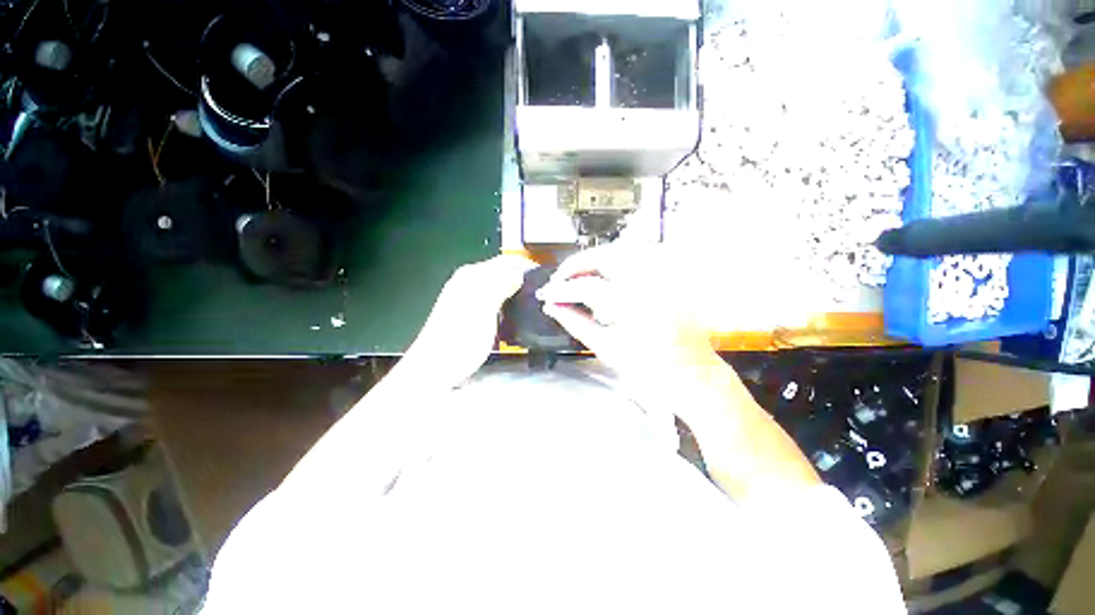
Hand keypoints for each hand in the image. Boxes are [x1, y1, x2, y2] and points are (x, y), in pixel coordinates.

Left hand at [401, 254, 537, 387]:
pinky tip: (513, 314)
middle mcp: (469, 281)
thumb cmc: (461, 339)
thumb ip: (501, 285)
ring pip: (499, 286)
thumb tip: (519, 272)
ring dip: (515, 291)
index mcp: (472, 276)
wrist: (436, 367)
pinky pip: (493, 299)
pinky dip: (506, 302)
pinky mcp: (469, 312)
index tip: (544, 278)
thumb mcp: (484, 309)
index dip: (525, 265)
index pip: (505, 261)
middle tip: (541, 292)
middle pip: (502, 271)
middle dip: (522, 278)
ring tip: (532, 303)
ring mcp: (467, 296)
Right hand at [537, 243, 723, 401]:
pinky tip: (604, 273)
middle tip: (559, 280)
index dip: (561, 289)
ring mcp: (660, 276)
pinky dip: (614, 260)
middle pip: (604, 256)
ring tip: (577, 276)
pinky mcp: (666, 278)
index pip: (586, 286)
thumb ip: (575, 322)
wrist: (689, 373)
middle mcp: (648, 282)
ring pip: (620, 251)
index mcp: (633, 302)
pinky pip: (636, 257)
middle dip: (576, 265)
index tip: (545, 294)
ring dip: (594, 259)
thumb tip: (552, 307)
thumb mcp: (606, 347)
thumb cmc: (649, 368)